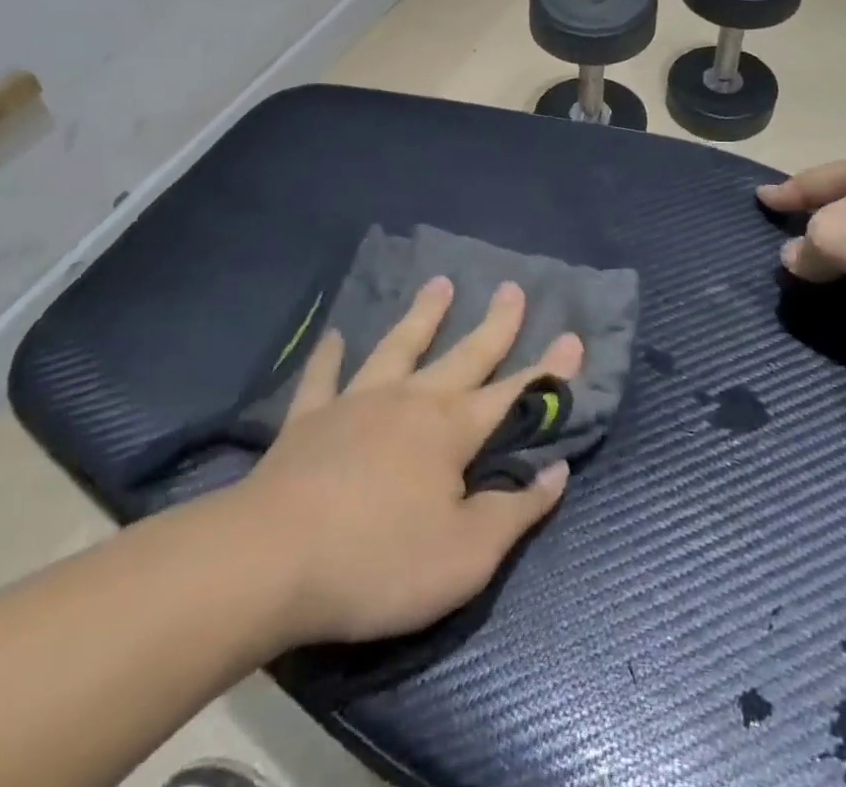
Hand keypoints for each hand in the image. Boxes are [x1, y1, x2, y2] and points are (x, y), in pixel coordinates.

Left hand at [239, 279, 582, 646]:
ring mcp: (357, 402)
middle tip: (512, 287)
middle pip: (463, 355)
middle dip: (495, 324)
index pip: (515, 395)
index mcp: (451, 430)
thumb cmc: (379, 561)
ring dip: (422, 315)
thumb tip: (557, 471)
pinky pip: (323, 377)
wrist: (271, 560)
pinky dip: (330, 356)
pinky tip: (334, 336)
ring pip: (398, 347)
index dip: (549, 371)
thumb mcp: (465, 556)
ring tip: (439, 284)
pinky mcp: (310, 419)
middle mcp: (410, 401)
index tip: (574, 336)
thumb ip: (515, 511)